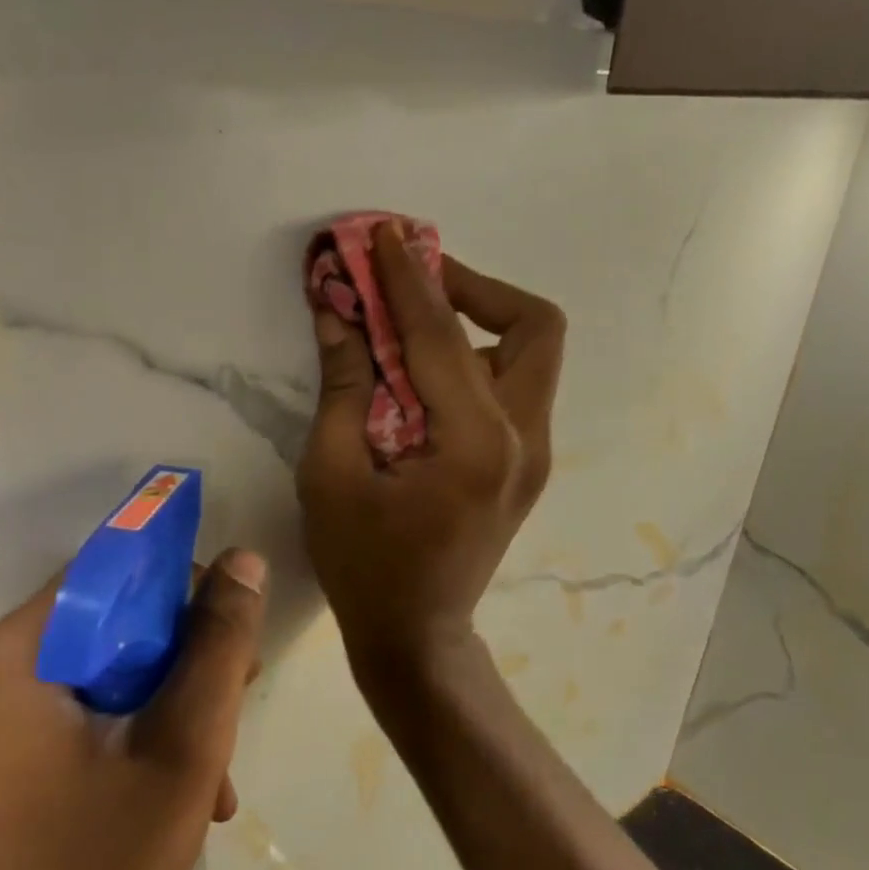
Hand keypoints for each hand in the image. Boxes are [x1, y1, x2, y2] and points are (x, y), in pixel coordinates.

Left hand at [0, 549, 267, 869]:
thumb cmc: (99, 866)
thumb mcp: (184, 744)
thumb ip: (218, 646)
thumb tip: (244, 560)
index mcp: (23, 650)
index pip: (112, 569)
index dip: (182, 582)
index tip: (234, 621)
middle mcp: (3, 668)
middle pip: (115, 621)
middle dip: (188, 654)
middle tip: (240, 693)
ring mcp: (6, 715)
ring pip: (113, 670)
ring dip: (177, 701)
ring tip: (221, 763)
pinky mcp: (18, 754)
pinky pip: (95, 712)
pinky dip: (146, 733)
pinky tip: (192, 788)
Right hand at [296, 219, 564, 689]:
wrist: (417, 636)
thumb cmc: (364, 566)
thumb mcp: (331, 476)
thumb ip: (343, 387)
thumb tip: (338, 312)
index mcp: (476, 446)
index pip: (443, 336)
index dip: (408, 279)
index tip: (383, 233)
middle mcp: (526, 441)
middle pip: (534, 327)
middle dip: (474, 288)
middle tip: (415, 283)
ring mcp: (536, 455)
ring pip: (531, 355)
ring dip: (479, 322)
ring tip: (414, 323)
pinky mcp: (526, 466)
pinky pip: (514, 388)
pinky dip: (477, 361)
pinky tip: (426, 375)